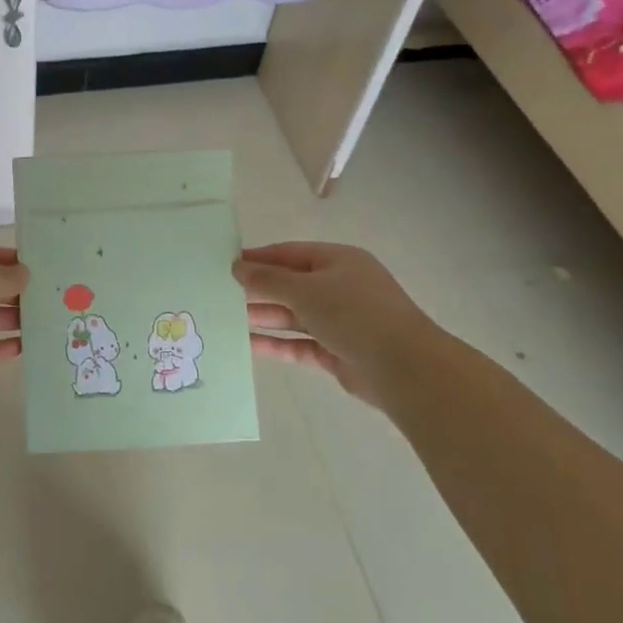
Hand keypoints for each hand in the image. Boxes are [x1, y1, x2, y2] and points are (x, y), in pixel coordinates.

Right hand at [235, 242, 442, 408]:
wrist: (403, 368)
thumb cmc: (354, 313)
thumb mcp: (306, 289)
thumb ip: (268, 279)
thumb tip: (237, 267)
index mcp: (339, 261)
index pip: (291, 254)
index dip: (259, 258)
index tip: (226, 264)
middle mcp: (340, 288)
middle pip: (291, 285)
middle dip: (258, 290)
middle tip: (219, 293)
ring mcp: (340, 322)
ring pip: (293, 316)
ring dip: (263, 317)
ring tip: (226, 319)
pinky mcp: (336, 352)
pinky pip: (299, 344)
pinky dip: (276, 344)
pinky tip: (247, 345)